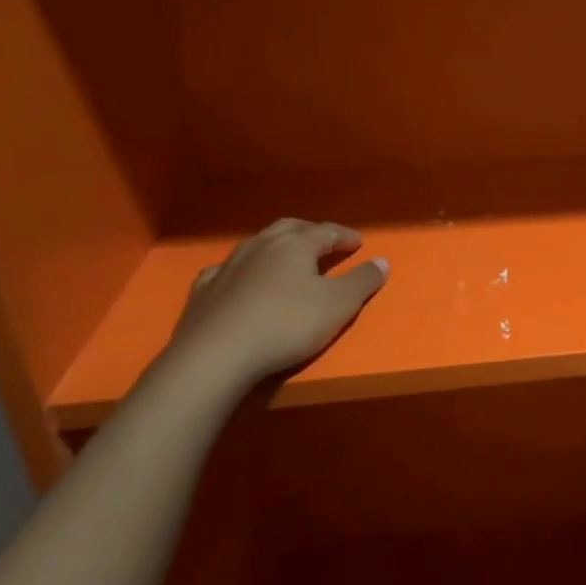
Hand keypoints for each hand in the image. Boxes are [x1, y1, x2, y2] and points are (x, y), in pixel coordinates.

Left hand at [168, 218, 388, 390]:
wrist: (216, 355)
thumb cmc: (286, 325)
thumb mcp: (339, 305)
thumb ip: (362, 281)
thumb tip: (382, 260)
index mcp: (295, 245)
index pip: (326, 231)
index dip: (345, 236)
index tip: (358, 243)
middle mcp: (260, 246)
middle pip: (289, 229)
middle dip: (309, 232)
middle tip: (324, 241)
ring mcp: (227, 266)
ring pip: (256, 245)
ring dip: (275, 247)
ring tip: (285, 258)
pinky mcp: (203, 291)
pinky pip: (225, 270)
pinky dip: (241, 271)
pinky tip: (239, 280)